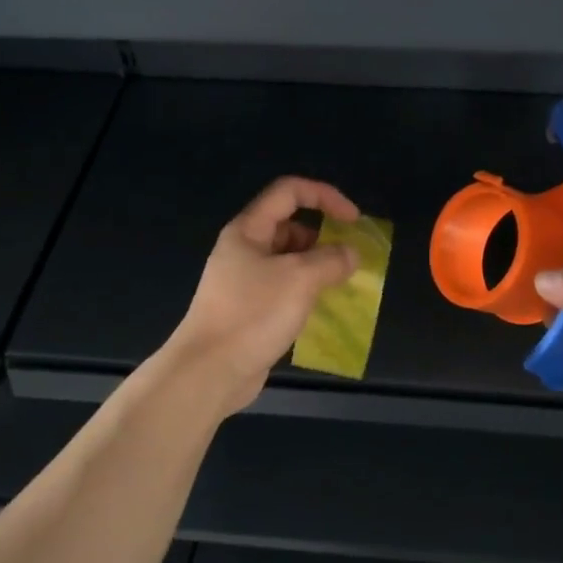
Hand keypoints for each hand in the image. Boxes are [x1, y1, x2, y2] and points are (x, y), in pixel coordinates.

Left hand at [167, 177, 361, 416]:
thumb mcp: (300, 279)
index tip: (353, 220)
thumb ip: (331, 260)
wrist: (209, 371)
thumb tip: (350, 254)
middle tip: (349, 259)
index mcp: (248, 230)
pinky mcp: (249, 310)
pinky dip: (306, 292)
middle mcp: (244, 250)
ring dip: (317, 267)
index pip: (289, 192)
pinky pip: (284, 289)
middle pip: (289, 226)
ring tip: (342, 285)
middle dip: (323, 236)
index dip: (324, 196)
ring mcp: (244, 282)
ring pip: (288, 260)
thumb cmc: (253, 314)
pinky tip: (323, 309)